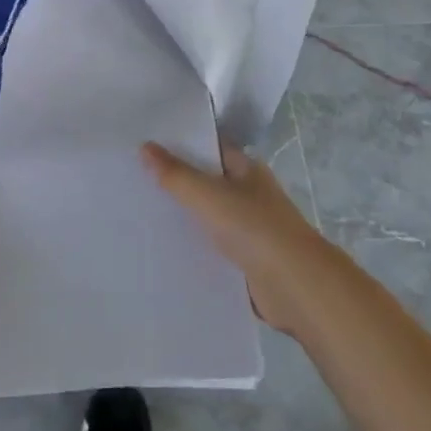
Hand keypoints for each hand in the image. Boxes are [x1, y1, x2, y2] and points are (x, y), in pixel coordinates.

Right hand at [143, 140, 339, 337]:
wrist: (297, 287)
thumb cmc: (255, 229)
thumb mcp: (208, 196)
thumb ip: (175, 174)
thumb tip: (144, 147)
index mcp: (246, 168)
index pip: (208, 146)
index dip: (180, 143)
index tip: (145, 143)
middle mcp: (249, 193)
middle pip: (206, 180)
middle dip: (176, 181)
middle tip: (133, 178)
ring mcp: (250, 227)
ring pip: (208, 215)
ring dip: (183, 216)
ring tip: (140, 212)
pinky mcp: (247, 260)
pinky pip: (212, 246)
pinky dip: (193, 246)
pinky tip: (164, 248)